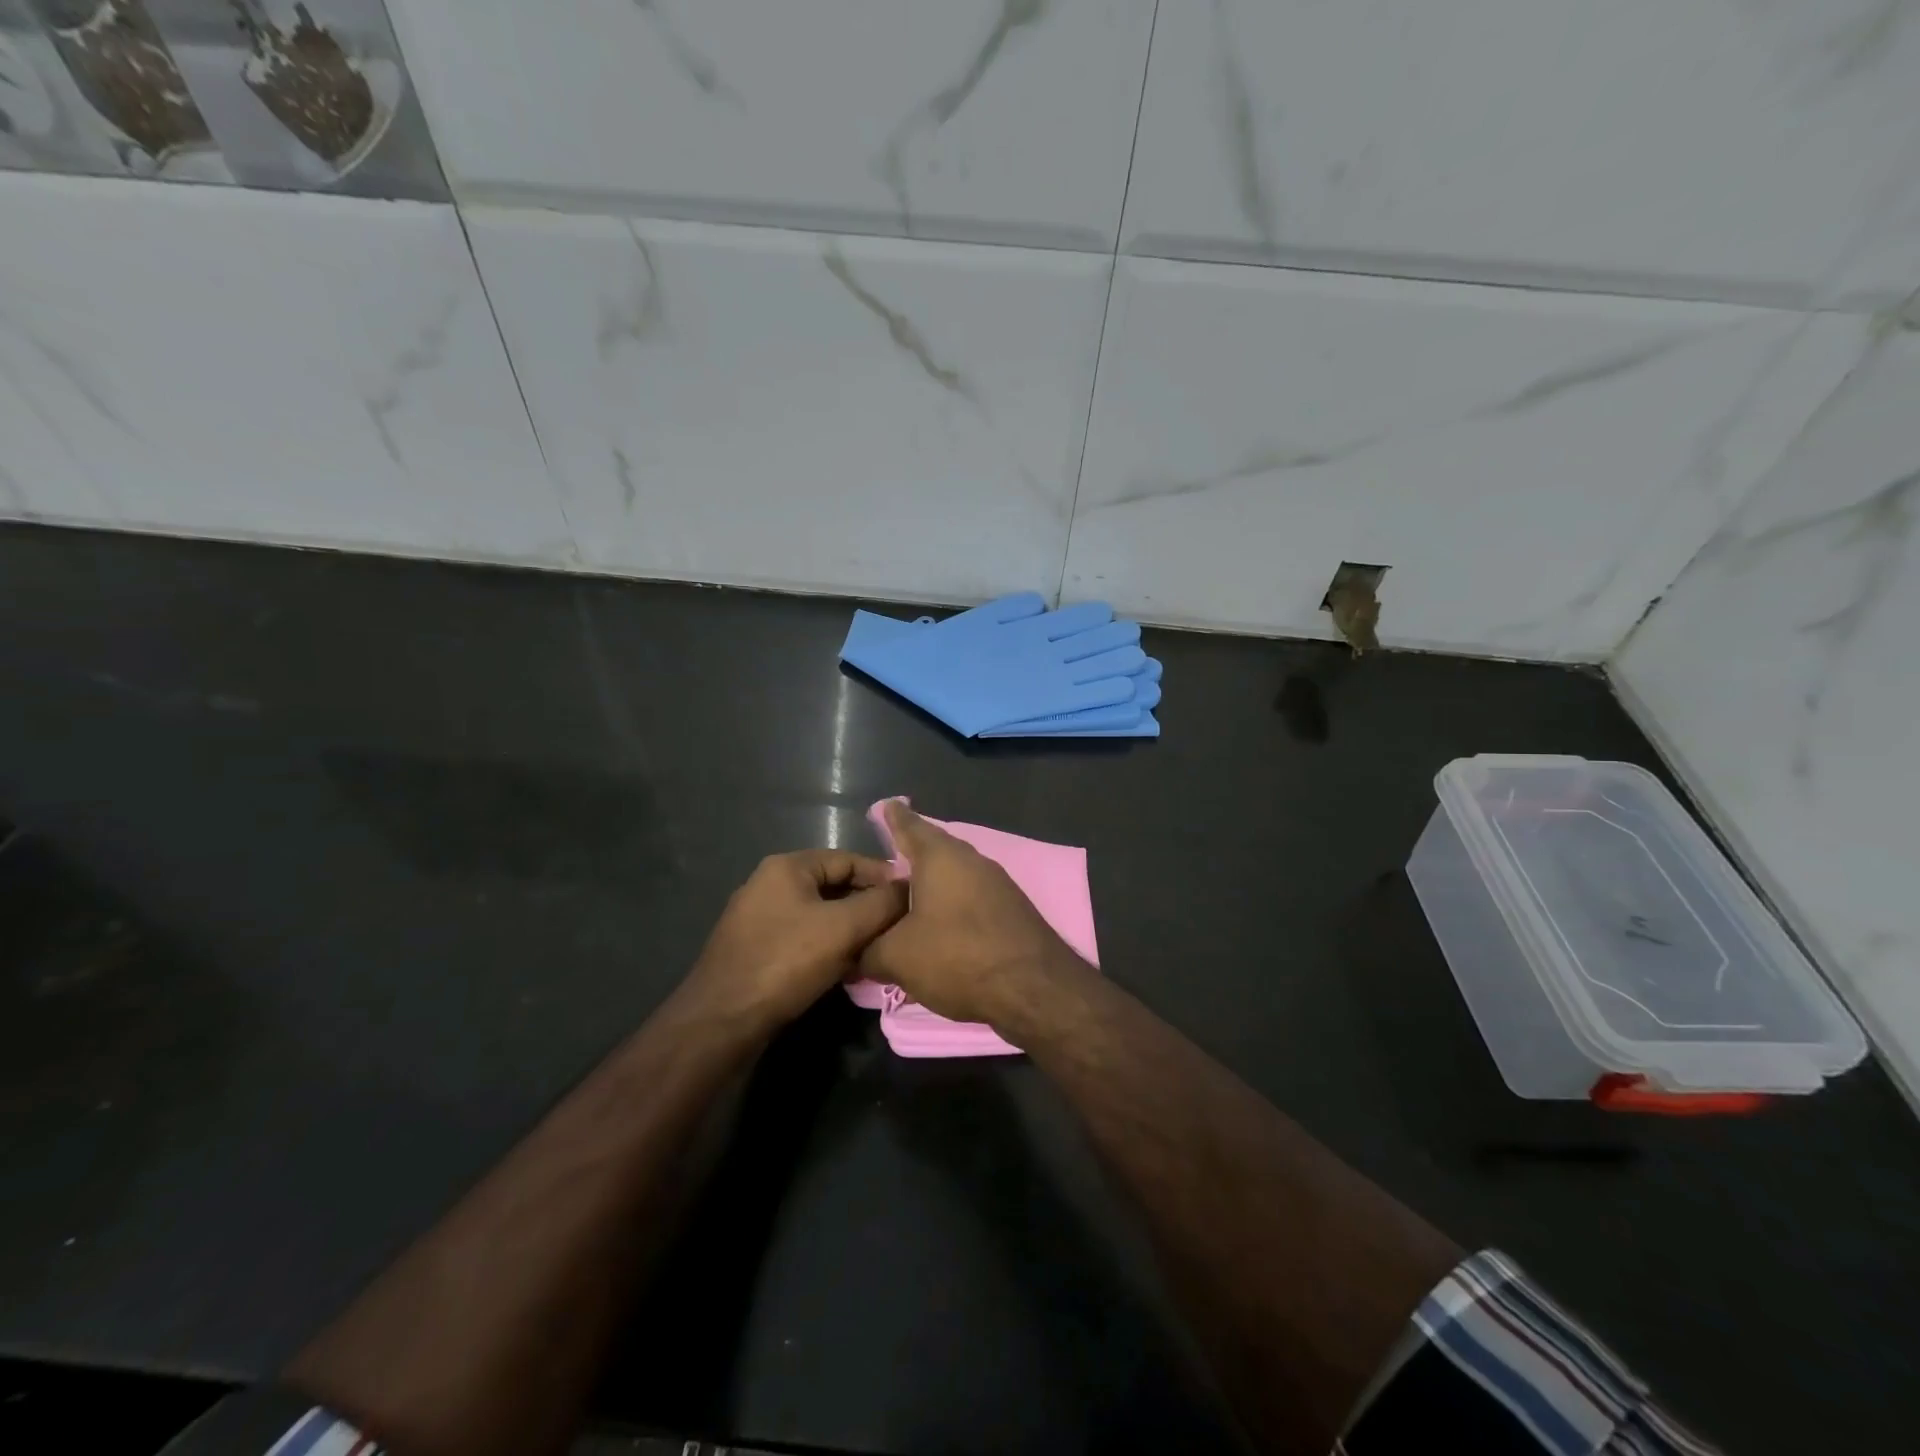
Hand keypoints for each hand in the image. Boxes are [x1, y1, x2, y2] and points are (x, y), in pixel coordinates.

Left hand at [687, 850, 905, 1032]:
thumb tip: (909, 888)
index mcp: (787, 867)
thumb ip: (881, 903)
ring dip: (851, 929)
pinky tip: (849, 968)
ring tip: (880, 948)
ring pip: (820, 914)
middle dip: (868, 905)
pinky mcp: (756, 949)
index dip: (884, 876)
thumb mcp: (843, 928)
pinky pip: (804, 937)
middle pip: (834, 886)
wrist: (721, 1021)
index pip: (849, 858)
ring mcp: (759, 918)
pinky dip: (829, 947)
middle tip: (900, 926)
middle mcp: (770, 884)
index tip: (912, 897)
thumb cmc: (785, 963)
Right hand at [858, 801, 1085, 1028]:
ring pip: (956, 874)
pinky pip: (972, 896)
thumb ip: (869, 949)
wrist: (1034, 989)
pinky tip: (942, 923)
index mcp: (940, 857)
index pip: (910, 826)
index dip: (894, 818)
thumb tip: (856, 951)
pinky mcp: (1012, 909)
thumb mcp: (897, 957)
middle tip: (890, 857)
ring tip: (910, 895)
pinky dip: (952, 903)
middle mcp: (971, 860)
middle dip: (913, 853)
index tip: (886, 806)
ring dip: (933, 882)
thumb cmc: (958, 957)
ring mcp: (997, 883)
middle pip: (935, 849)